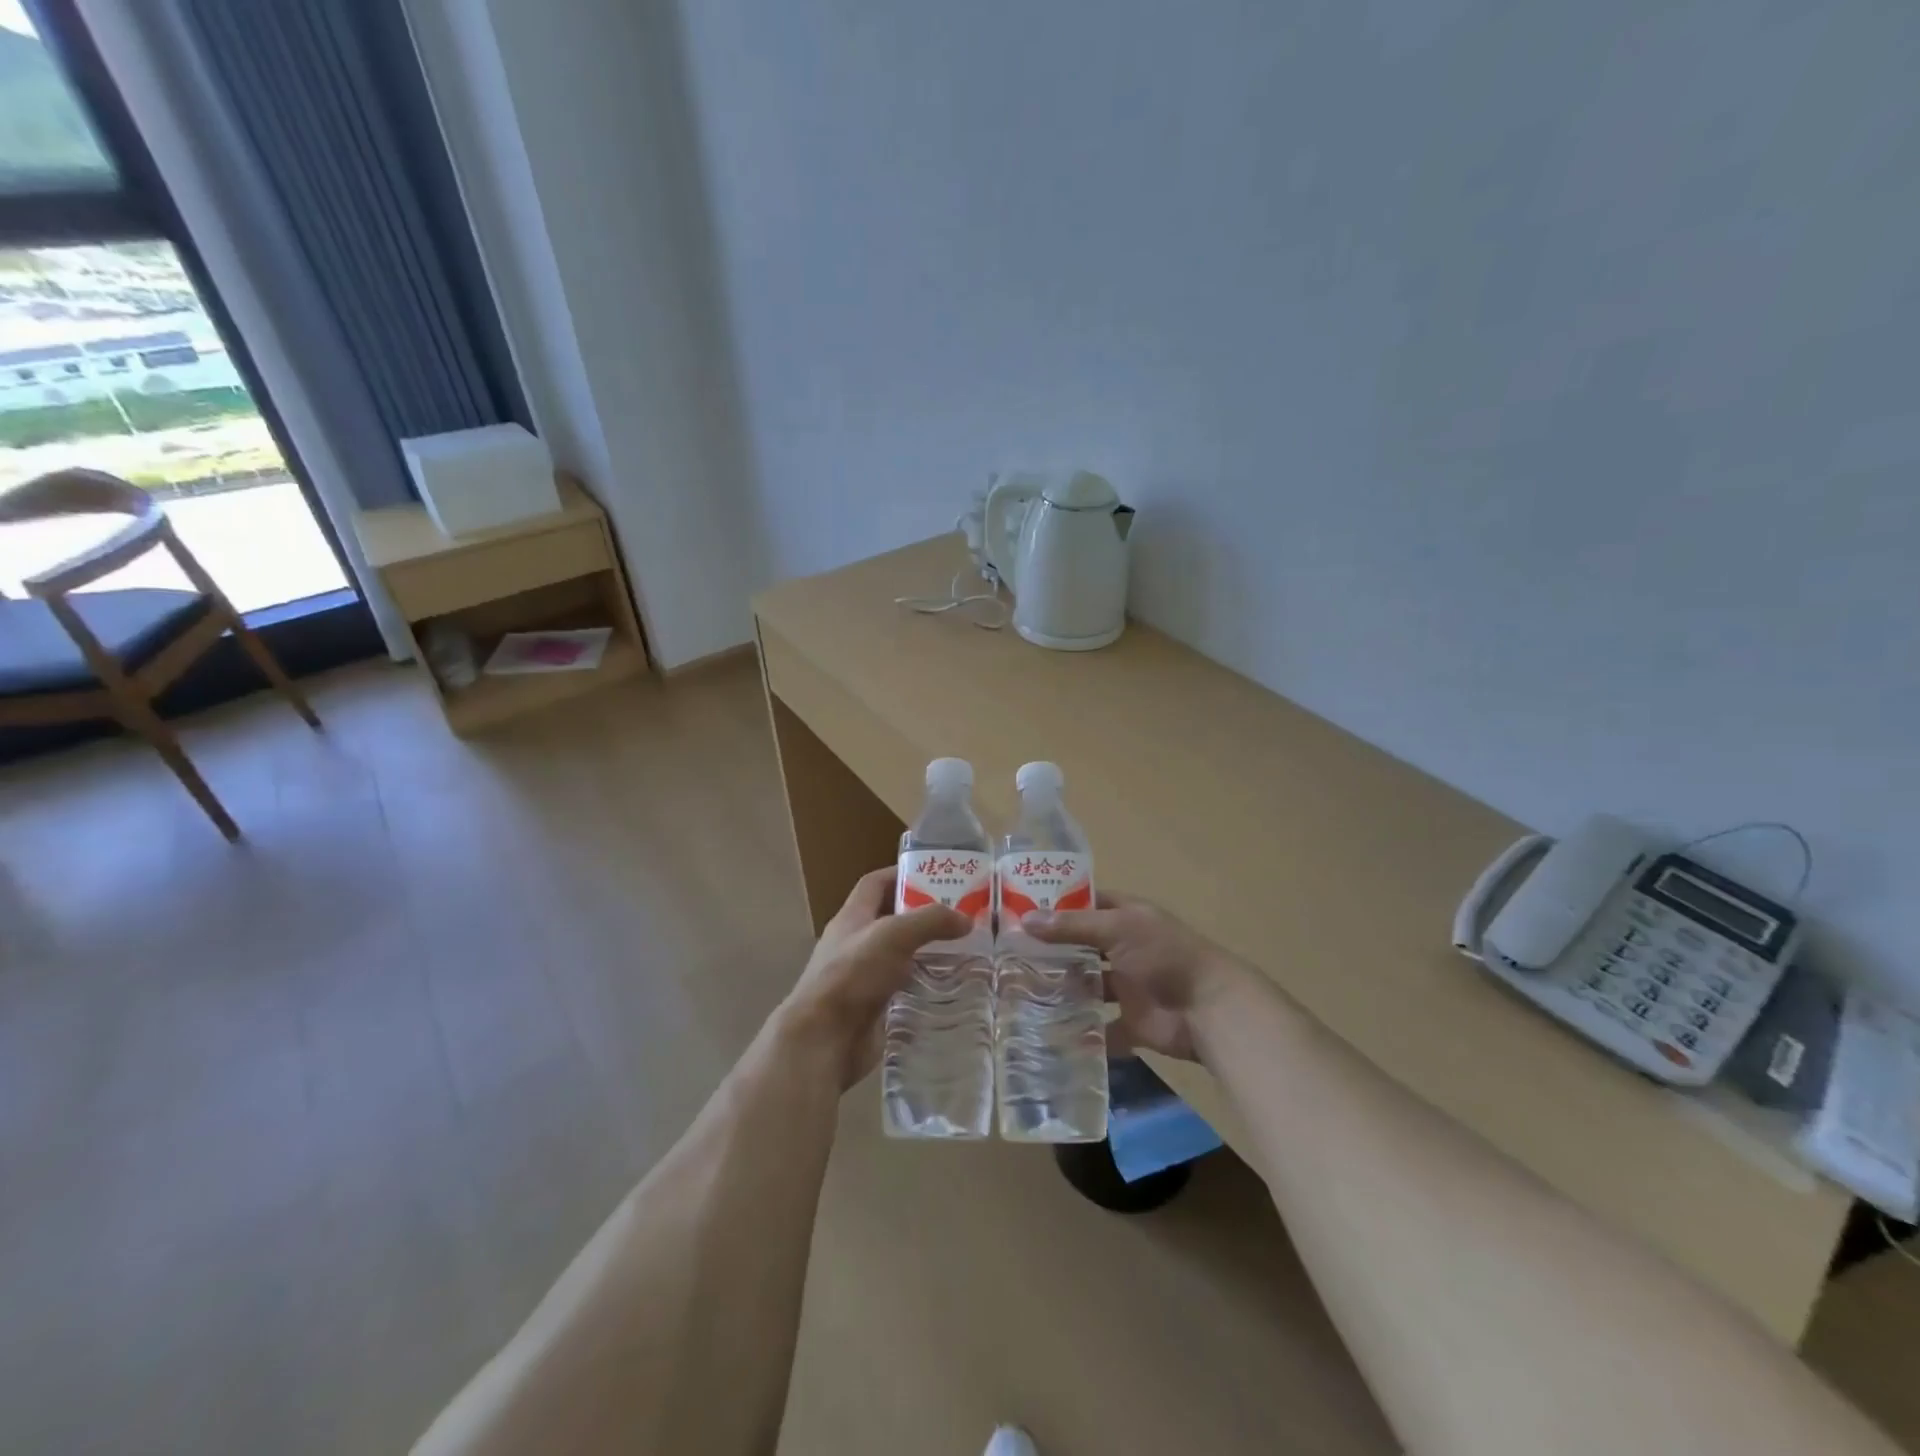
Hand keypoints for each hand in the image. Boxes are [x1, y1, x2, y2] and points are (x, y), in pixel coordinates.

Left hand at [778, 867, 970, 1088]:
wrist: (823, 1041)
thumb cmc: (852, 975)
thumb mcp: (893, 935)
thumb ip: (930, 921)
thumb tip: (965, 919)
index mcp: (852, 918)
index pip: (875, 884)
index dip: (902, 875)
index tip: (936, 875)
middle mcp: (856, 944)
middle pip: (892, 920)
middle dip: (924, 916)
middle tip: (961, 916)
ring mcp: (863, 979)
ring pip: (901, 957)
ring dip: (929, 953)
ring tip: (966, 951)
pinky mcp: (874, 1009)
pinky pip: (905, 991)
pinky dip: (926, 987)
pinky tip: (952, 989)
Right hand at [1023, 892, 1248, 1061]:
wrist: (1209, 1009)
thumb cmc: (1164, 956)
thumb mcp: (1117, 929)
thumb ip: (1072, 927)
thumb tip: (1025, 920)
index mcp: (1127, 918)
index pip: (1088, 904)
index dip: (1058, 905)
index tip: (1020, 910)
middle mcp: (1126, 949)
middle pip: (1084, 947)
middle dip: (1054, 950)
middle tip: (1009, 955)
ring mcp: (1129, 987)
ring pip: (1089, 986)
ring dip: (1063, 990)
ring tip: (1020, 992)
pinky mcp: (1132, 1023)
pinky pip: (1101, 1029)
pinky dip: (1082, 1033)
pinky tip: (1048, 1032)